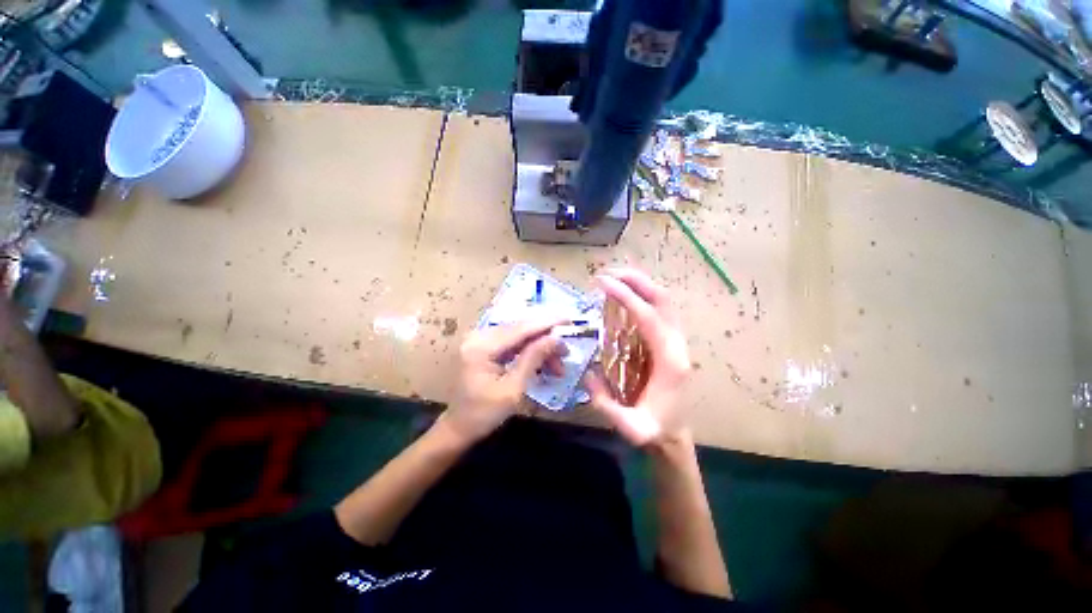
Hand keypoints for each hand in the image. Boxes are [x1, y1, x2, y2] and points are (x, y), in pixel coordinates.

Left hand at [443, 317, 567, 443]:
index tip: (568, 319)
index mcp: (481, 347)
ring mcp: (480, 341)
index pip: (519, 329)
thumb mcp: (513, 389)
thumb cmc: (484, 414)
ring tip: (558, 366)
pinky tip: (544, 364)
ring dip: (540, 348)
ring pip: (519, 337)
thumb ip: (533, 359)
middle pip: (520, 330)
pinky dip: (529, 352)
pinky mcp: (484, 347)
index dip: (546, 323)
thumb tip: (555, 339)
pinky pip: (512, 344)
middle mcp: (478, 337)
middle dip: (545, 339)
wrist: (459, 428)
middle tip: (566, 352)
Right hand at [585, 268, 690, 447]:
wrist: (673, 435)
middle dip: (635, 280)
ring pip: (664, 300)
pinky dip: (642, 295)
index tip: (602, 283)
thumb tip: (588, 374)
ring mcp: (676, 341)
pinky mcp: (669, 341)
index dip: (625, 297)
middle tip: (606, 274)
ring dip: (639, 284)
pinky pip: (659, 309)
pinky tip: (624, 294)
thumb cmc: (653, 430)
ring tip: (613, 278)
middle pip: (662, 299)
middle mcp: (678, 344)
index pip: (648, 317)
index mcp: (670, 361)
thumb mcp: (630, 428)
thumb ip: (606, 405)